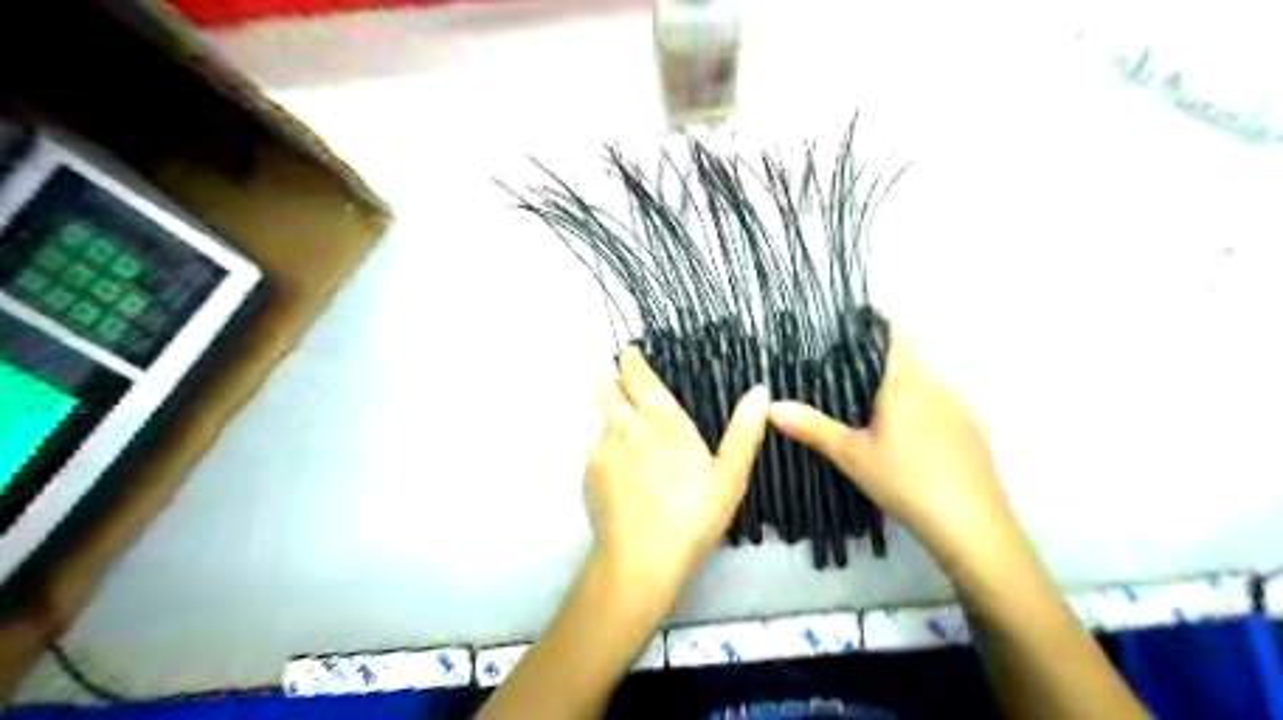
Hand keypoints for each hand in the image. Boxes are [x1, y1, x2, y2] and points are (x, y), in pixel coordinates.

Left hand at [585, 346, 766, 589]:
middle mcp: (626, 429)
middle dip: (616, 387)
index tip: (631, 354)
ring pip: (603, 421)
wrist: (638, 565)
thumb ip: (743, 433)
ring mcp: (602, 451)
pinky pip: (597, 449)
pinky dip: (609, 452)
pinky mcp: (588, 475)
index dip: (632, 362)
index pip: (638, 378)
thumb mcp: (729, 481)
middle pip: (607, 390)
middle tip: (635, 400)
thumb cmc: (691, 520)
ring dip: (616, 423)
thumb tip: (760, 390)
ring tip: (636, 450)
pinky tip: (626, 479)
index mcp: (663, 425)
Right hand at [766, 332, 1028, 584]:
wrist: (970, 524)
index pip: (896, 334)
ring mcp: (959, 405)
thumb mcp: (850, 455)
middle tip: (854, 365)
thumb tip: (769, 406)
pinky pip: (944, 399)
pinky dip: (925, 400)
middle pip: (913, 352)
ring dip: (907, 377)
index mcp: (904, 382)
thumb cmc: (904, 480)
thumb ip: (811, 427)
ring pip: (930, 376)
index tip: (856, 319)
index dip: (879, 320)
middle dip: (887, 352)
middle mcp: (935, 383)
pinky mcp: (972, 428)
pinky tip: (911, 428)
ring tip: (876, 394)